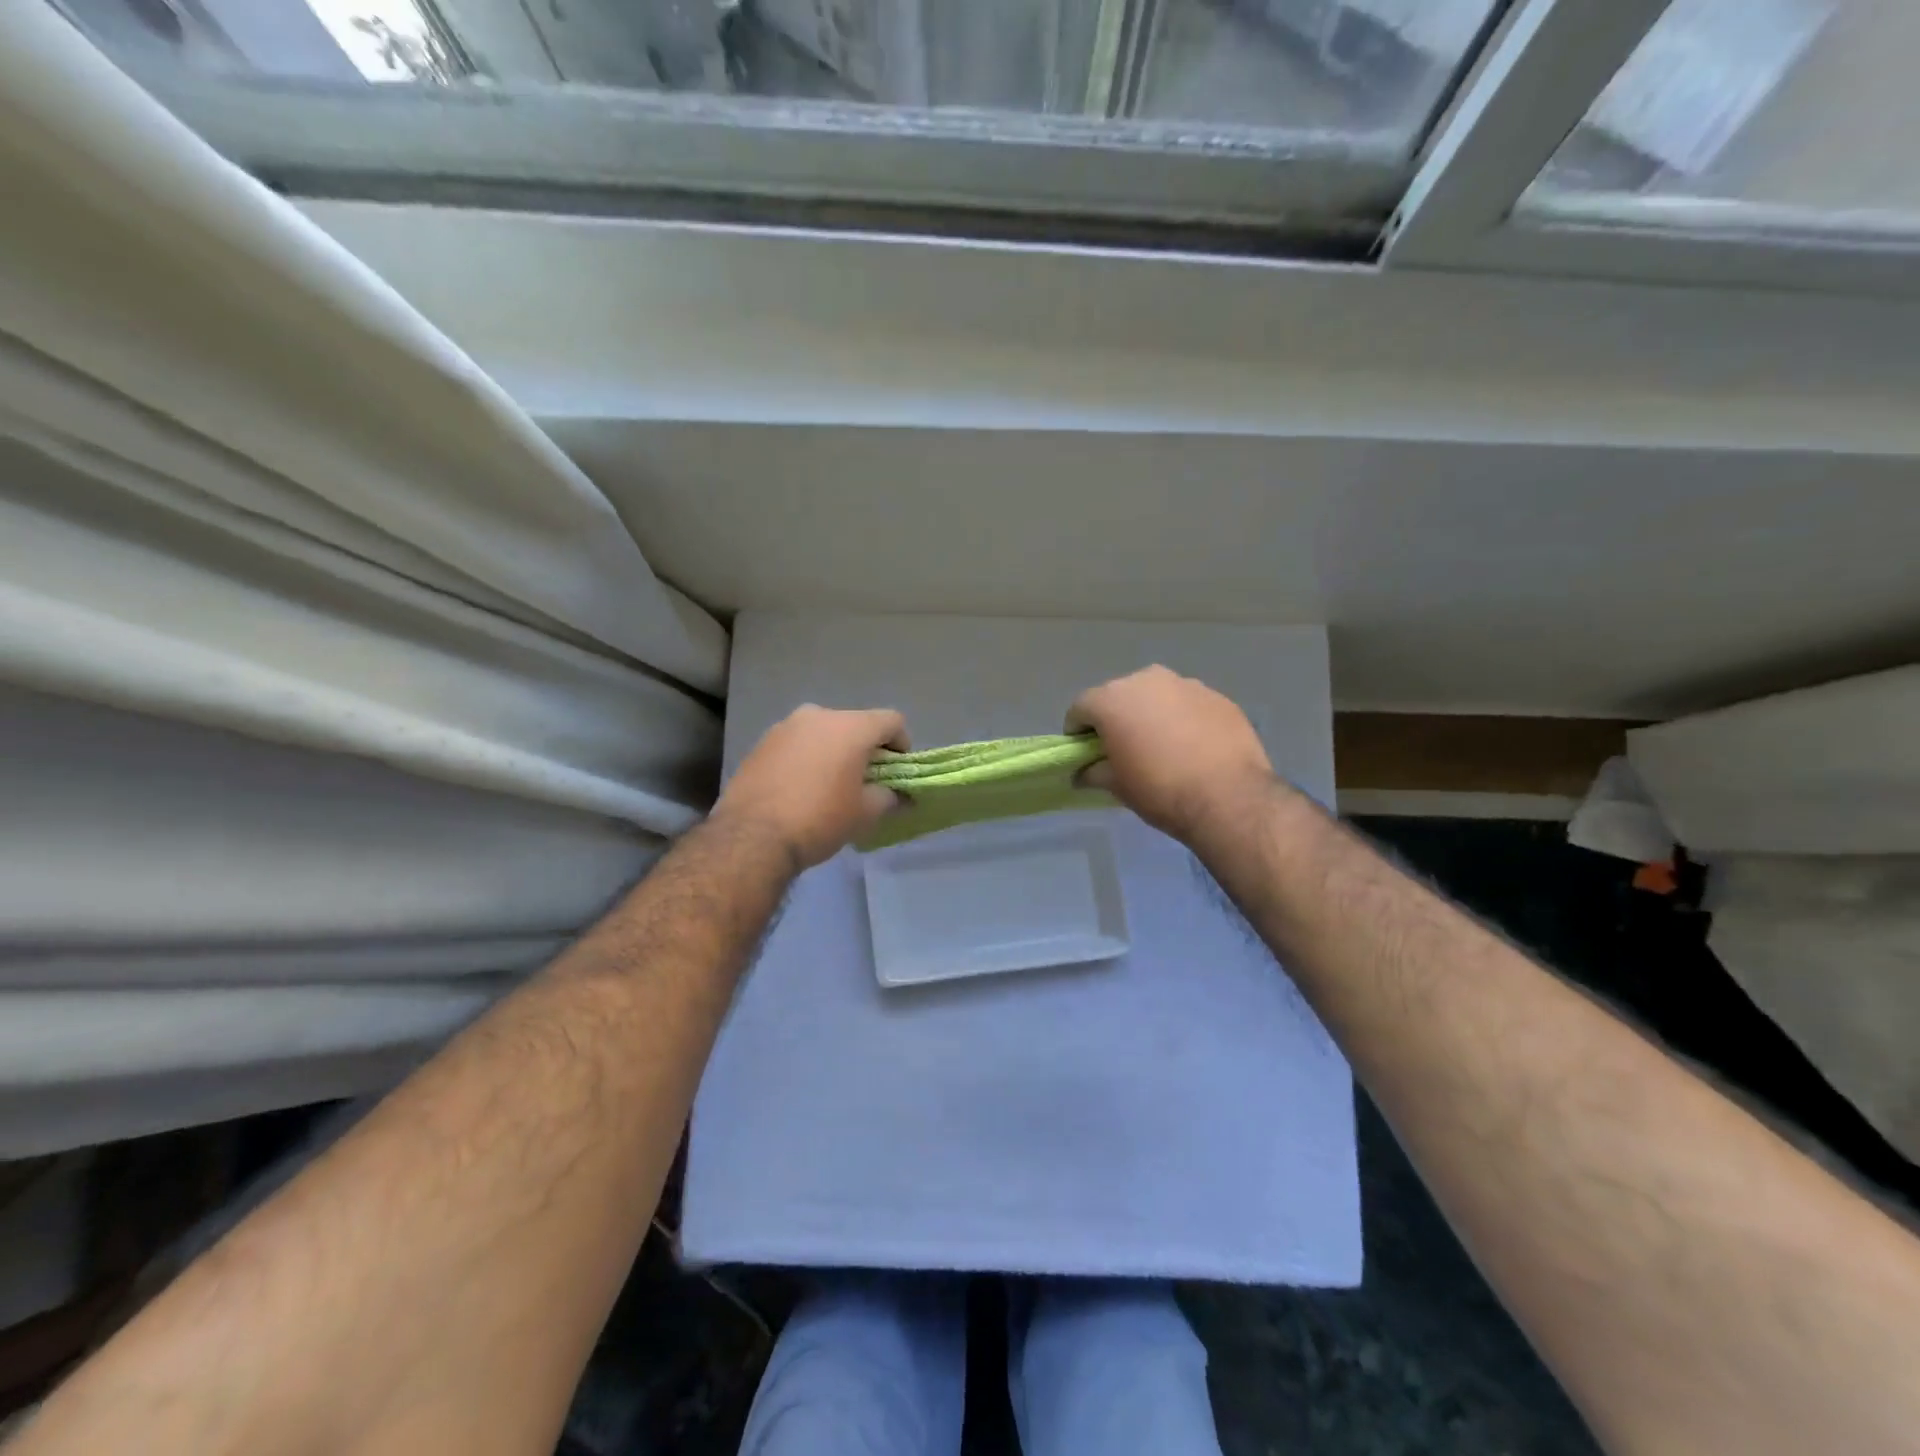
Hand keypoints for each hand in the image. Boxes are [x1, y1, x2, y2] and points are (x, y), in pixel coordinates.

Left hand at [712, 705, 907, 870]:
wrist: (751, 837)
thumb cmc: (820, 820)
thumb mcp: (865, 814)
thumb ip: (889, 797)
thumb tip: (899, 795)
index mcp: (851, 726)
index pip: (892, 720)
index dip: (902, 744)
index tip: (897, 771)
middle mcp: (818, 715)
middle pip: (855, 724)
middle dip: (865, 748)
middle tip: (864, 781)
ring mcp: (785, 726)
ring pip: (822, 732)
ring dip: (833, 751)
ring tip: (829, 785)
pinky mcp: (761, 742)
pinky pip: (796, 743)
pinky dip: (806, 758)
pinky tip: (800, 788)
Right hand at [1067, 666, 1274, 842]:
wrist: (1228, 797)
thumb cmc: (1159, 790)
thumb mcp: (1117, 786)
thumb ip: (1094, 772)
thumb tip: (1082, 773)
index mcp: (1112, 699)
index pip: (1080, 708)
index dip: (1077, 732)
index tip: (1084, 754)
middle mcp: (1145, 680)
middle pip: (1118, 696)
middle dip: (1116, 718)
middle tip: (1123, 748)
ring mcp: (1185, 684)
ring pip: (1156, 696)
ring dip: (1151, 714)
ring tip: (1162, 746)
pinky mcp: (1217, 696)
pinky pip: (1187, 704)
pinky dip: (1182, 719)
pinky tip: (1192, 746)